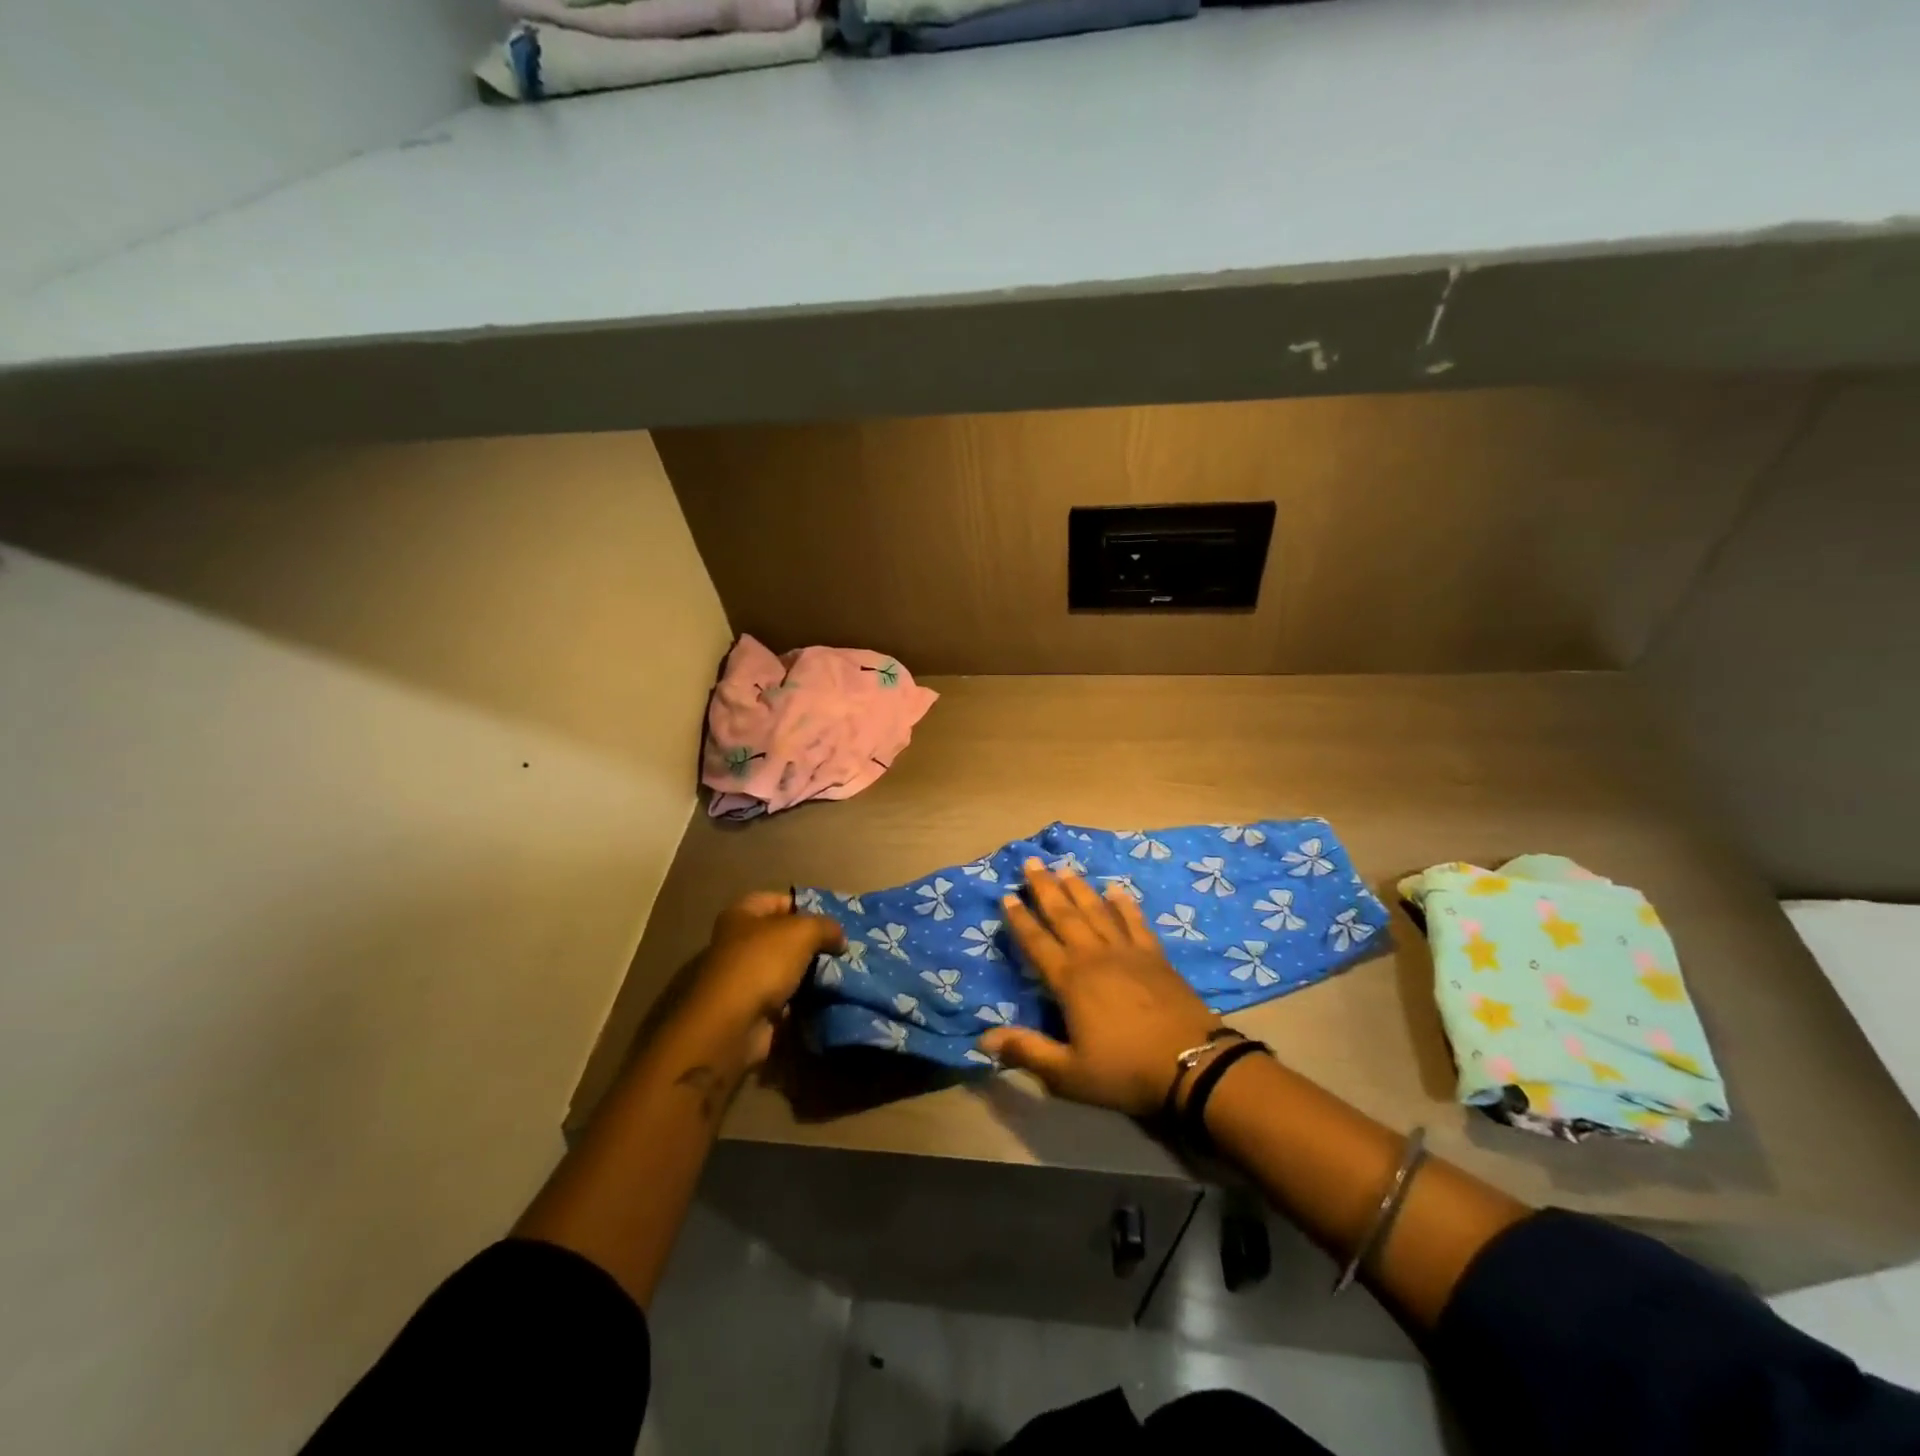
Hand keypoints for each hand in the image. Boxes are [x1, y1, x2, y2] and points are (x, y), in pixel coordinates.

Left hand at [672, 891, 844, 1067]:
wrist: (733, 1025)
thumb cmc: (762, 963)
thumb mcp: (803, 931)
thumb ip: (826, 926)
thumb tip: (839, 938)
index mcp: (742, 915)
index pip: (779, 900)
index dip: (806, 906)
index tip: (834, 919)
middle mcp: (739, 943)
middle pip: (785, 937)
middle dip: (814, 943)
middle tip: (844, 947)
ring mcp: (745, 979)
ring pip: (788, 969)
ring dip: (812, 973)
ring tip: (843, 972)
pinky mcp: (753, 1009)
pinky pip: (787, 997)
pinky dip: (805, 999)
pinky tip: (829, 996)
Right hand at [978, 860, 1221, 1116]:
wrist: (1192, 1064)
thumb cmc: (1125, 1070)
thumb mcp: (1069, 1074)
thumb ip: (1027, 1051)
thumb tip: (984, 1038)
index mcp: (1070, 981)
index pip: (1037, 943)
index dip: (1020, 920)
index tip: (1007, 895)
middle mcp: (1094, 956)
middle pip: (1065, 915)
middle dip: (1045, 888)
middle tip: (1032, 862)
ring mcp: (1127, 952)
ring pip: (1097, 911)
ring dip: (1079, 889)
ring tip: (1065, 868)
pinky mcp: (1155, 956)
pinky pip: (1135, 922)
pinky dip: (1124, 905)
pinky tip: (1116, 890)